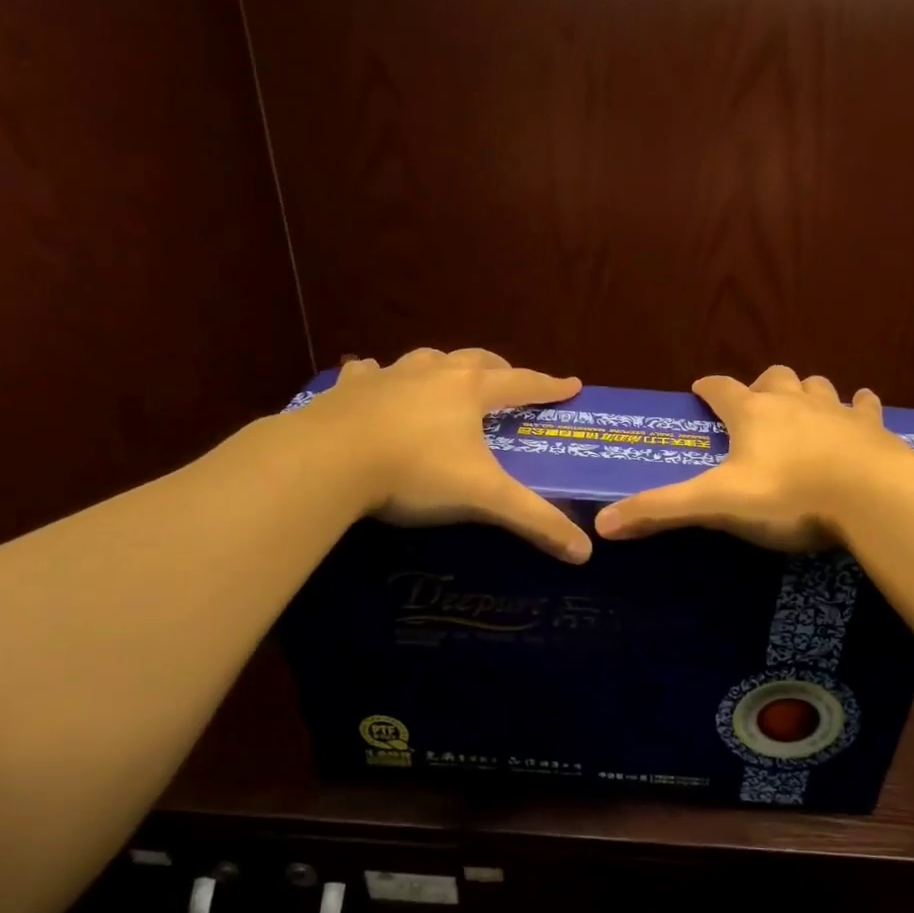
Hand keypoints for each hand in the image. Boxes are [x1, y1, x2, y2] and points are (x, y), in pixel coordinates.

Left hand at [296, 347, 591, 562]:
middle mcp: (433, 373)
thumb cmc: (417, 472)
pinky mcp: (348, 390)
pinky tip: (373, 379)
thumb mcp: (485, 499)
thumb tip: (585, 552)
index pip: (523, 383)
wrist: (328, 461)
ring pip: (426, 360)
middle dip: (499, 370)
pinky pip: (368, 373)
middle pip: (476, 361)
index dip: (550, 386)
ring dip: (444, 368)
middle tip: (510, 383)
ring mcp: (387, 377)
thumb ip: (536, 522)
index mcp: (470, 392)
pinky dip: (378, 376)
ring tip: (448, 381)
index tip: (572, 385)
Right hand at [594, 365, 913, 551]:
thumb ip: (661, 510)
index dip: (707, 389)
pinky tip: (859, 411)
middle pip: (772, 378)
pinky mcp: (871, 427)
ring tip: (800, 411)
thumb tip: (602, 523)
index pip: (720, 389)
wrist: (871, 496)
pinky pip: (863, 406)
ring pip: (816, 386)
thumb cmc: (787, 496)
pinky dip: (857, 407)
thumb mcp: (717, 504)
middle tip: (753, 410)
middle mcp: (793, 401)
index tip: (699, 393)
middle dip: (759, 388)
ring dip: (805, 393)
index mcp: (752, 414)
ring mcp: (836, 410)